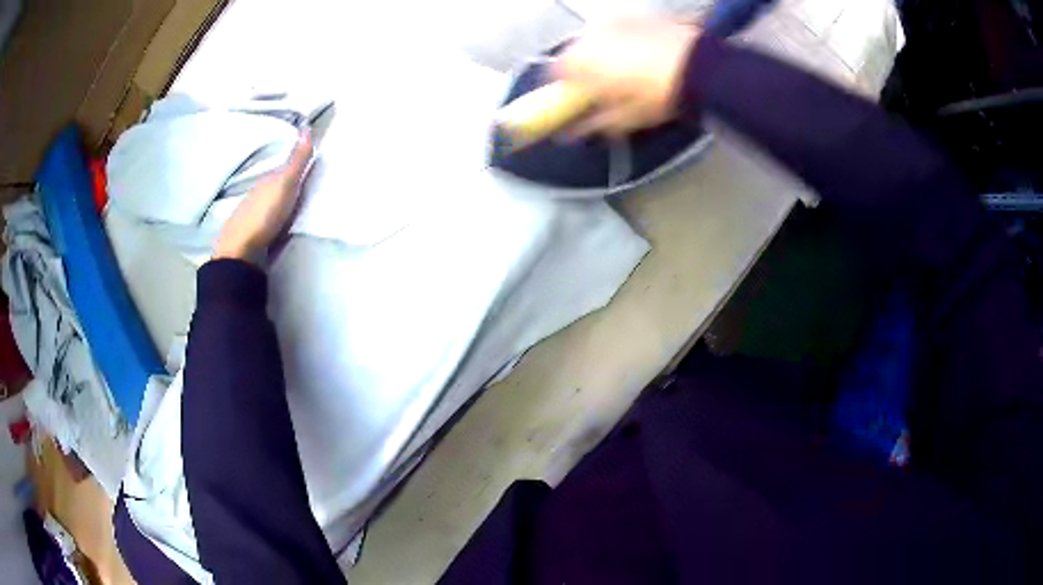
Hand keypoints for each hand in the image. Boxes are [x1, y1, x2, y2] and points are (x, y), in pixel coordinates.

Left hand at [213, 129, 313, 262]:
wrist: (239, 251)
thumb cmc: (263, 215)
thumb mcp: (284, 184)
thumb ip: (296, 160)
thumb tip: (306, 126)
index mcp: (265, 181)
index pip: (282, 170)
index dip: (295, 167)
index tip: (310, 166)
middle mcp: (256, 195)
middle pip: (274, 187)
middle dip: (286, 185)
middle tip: (305, 187)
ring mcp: (250, 217)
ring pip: (268, 205)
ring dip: (279, 204)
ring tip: (294, 208)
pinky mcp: (250, 237)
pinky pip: (265, 223)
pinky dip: (272, 221)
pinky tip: (277, 226)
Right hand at [554, 18, 699, 137]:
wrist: (701, 68)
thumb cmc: (658, 95)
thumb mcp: (624, 119)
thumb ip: (591, 124)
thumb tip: (572, 133)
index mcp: (578, 62)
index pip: (554, 75)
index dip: (565, 90)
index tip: (577, 101)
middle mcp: (587, 36)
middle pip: (575, 55)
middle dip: (584, 70)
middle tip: (606, 89)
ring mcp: (610, 22)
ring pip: (595, 41)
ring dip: (602, 54)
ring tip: (627, 71)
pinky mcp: (632, 15)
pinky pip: (616, 30)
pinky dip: (620, 41)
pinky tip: (641, 54)